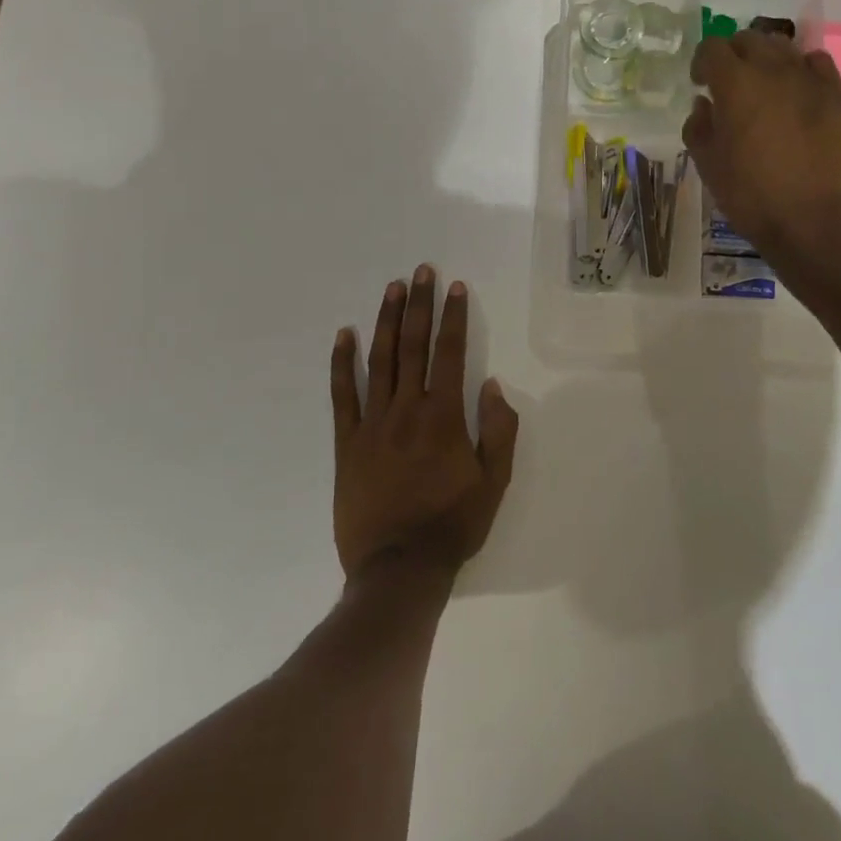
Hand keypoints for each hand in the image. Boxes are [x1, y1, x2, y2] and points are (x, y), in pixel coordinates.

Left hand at [330, 267, 518, 579]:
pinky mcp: (347, 443)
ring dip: (386, 320)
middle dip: (419, 304)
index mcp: (444, 416)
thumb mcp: (494, 482)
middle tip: (421, 271)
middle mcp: (407, 409)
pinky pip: (342, 395)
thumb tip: (491, 385)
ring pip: (380, 360)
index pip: (451, 353)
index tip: (454, 287)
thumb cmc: (452, 525)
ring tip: (392, 288)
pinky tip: (344, 335)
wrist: (398, 570)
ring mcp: (372, 424)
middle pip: (413, 345)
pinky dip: (342, 363)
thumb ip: (498, 430)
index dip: (453, 317)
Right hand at [684, 31, 840, 259]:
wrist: (813, 221)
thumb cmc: (751, 195)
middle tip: (730, 84)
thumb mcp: (708, 165)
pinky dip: (802, 67)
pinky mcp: (837, 95)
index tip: (700, 84)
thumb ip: (698, 126)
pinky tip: (798, 90)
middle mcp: (772, 70)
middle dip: (734, 55)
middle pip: (749, 39)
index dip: (702, 62)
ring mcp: (810, 79)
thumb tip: (704, 104)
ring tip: (764, 86)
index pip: (712, 48)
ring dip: (767, 58)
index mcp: (735, 83)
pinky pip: (818, 62)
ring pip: (784, 47)